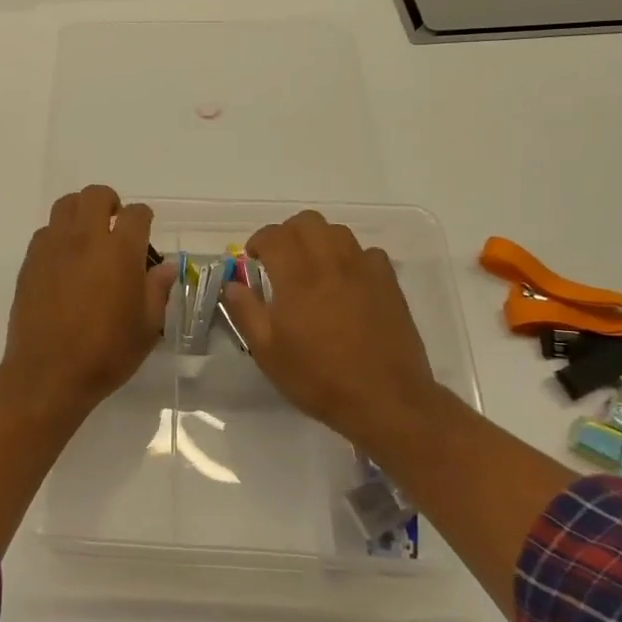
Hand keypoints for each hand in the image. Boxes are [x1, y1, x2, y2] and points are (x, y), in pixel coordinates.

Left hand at [0, 185, 175, 422]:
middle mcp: (85, 238)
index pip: (136, 213)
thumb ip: (158, 290)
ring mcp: (53, 247)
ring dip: (81, 212)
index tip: (145, 232)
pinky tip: (65, 261)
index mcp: (120, 250)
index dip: (144, 218)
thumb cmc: (106, 352)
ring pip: (66, 205)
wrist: (49, 373)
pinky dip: (59, 236)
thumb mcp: (147, 327)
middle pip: (96, 195)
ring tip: (88, 236)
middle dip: (110, 203)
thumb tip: (165, 267)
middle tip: (115, 226)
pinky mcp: (30, 261)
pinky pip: (46, 232)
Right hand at [221, 211, 443, 447]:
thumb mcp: (268, 352)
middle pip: (307, 222)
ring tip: (313, 268)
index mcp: (297, 277)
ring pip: (338, 231)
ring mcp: (364, 270)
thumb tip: (233, 283)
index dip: (258, 242)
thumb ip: (246, 311)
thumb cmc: (319, 378)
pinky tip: (347, 282)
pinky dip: (352, 258)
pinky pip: (368, 253)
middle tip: (281, 260)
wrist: (385, 400)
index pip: (273, 236)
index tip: (254, 260)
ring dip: (319, 241)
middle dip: (288, 234)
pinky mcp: (389, 283)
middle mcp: (331, 262)